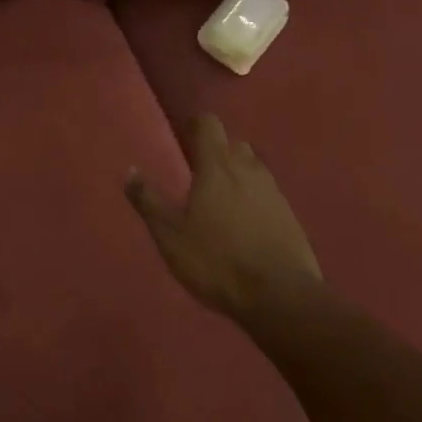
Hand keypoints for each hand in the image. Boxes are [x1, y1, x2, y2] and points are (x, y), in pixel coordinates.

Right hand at [126, 115, 319, 319]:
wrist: (280, 296)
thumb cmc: (216, 260)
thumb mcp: (170, 235)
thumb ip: (149, 200)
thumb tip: (130, 171)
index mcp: (217, 167)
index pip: (209, 124)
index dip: (195, 126)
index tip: (183, 137)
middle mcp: (248, 170)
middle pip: (233, 144)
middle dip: (217, 151)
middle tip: (199, 172)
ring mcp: (274, 193)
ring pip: (254, 168)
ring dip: (238, 175)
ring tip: (221, 199)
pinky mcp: (291, 217)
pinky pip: (269, 195)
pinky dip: (255, 199)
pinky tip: (245, 224)